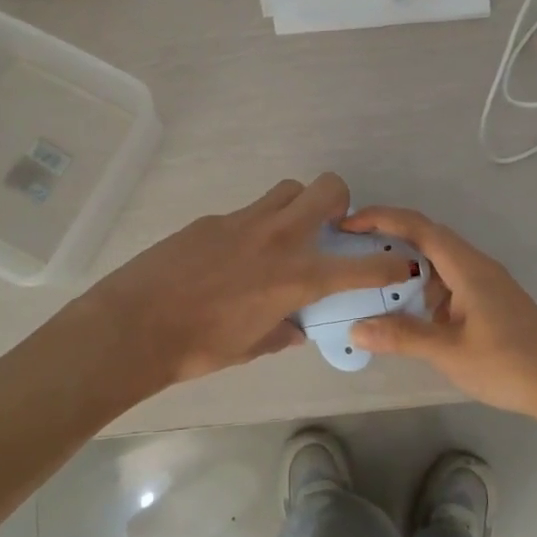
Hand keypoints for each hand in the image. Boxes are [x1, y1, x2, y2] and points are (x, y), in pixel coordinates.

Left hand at [78, 174, 414, 387]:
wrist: (134, 325)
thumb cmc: (198, 347)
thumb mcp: (250, 347)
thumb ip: (282, 332)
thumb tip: (294, 326)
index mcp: (296, 277)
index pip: (361, 267)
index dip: (390, 265)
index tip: (401, 264)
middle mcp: (278, 239)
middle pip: (326, 188)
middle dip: (340, 201)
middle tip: (330, 227)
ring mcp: (243, 222)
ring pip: (287, 190)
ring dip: (297, 205)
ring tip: (284, 236)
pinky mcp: (212, 219)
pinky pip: (248, 212)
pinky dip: (255, 227)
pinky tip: (233, 257)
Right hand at [339, 206, 536, 417]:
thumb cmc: (508, 364)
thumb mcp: (449, 352)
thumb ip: (402, 336)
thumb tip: (356, 328)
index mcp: (467, 267)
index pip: (419, 227)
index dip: (381, 218)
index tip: (348, 224)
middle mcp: (476, 266)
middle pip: (428, 238)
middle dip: (389, 238)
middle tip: (352, 251)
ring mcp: (486, 284)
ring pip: (439, 262)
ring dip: (407, 267)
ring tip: (373, 284)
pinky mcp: (490, 302)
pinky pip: (450, 283)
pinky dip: (424, 289)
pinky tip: (410, 314)